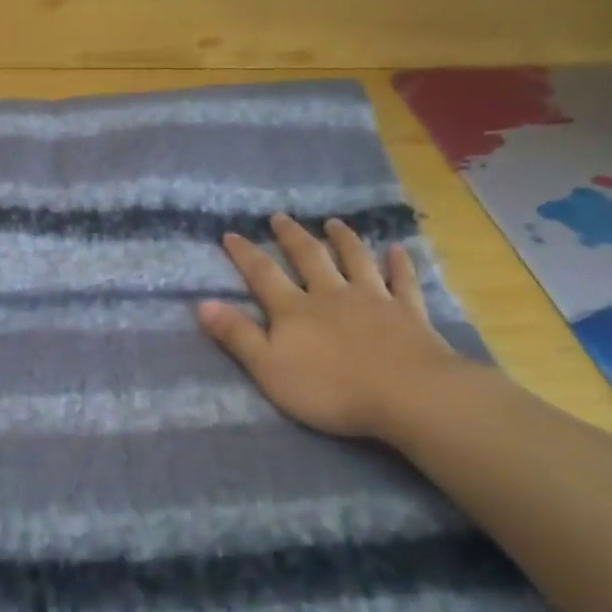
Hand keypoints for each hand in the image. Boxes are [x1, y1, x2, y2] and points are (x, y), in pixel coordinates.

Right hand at [198, 215, 477, 444]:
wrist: (405, 394)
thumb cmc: (330, 388)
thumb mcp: (269, 368)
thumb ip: (238, 336)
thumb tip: (203, 303)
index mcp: (295, 310)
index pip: (263, 275)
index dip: (245, 254)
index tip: (231, 234)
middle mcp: (331, 295)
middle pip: (310, 258)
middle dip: (292, 237)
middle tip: (281, 217)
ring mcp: (373, 300)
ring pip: (356, 261)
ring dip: (344, 240)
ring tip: (334, 223)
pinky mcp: (408, 313)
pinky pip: (403, 282)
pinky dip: (400, 265)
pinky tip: (398, 250)